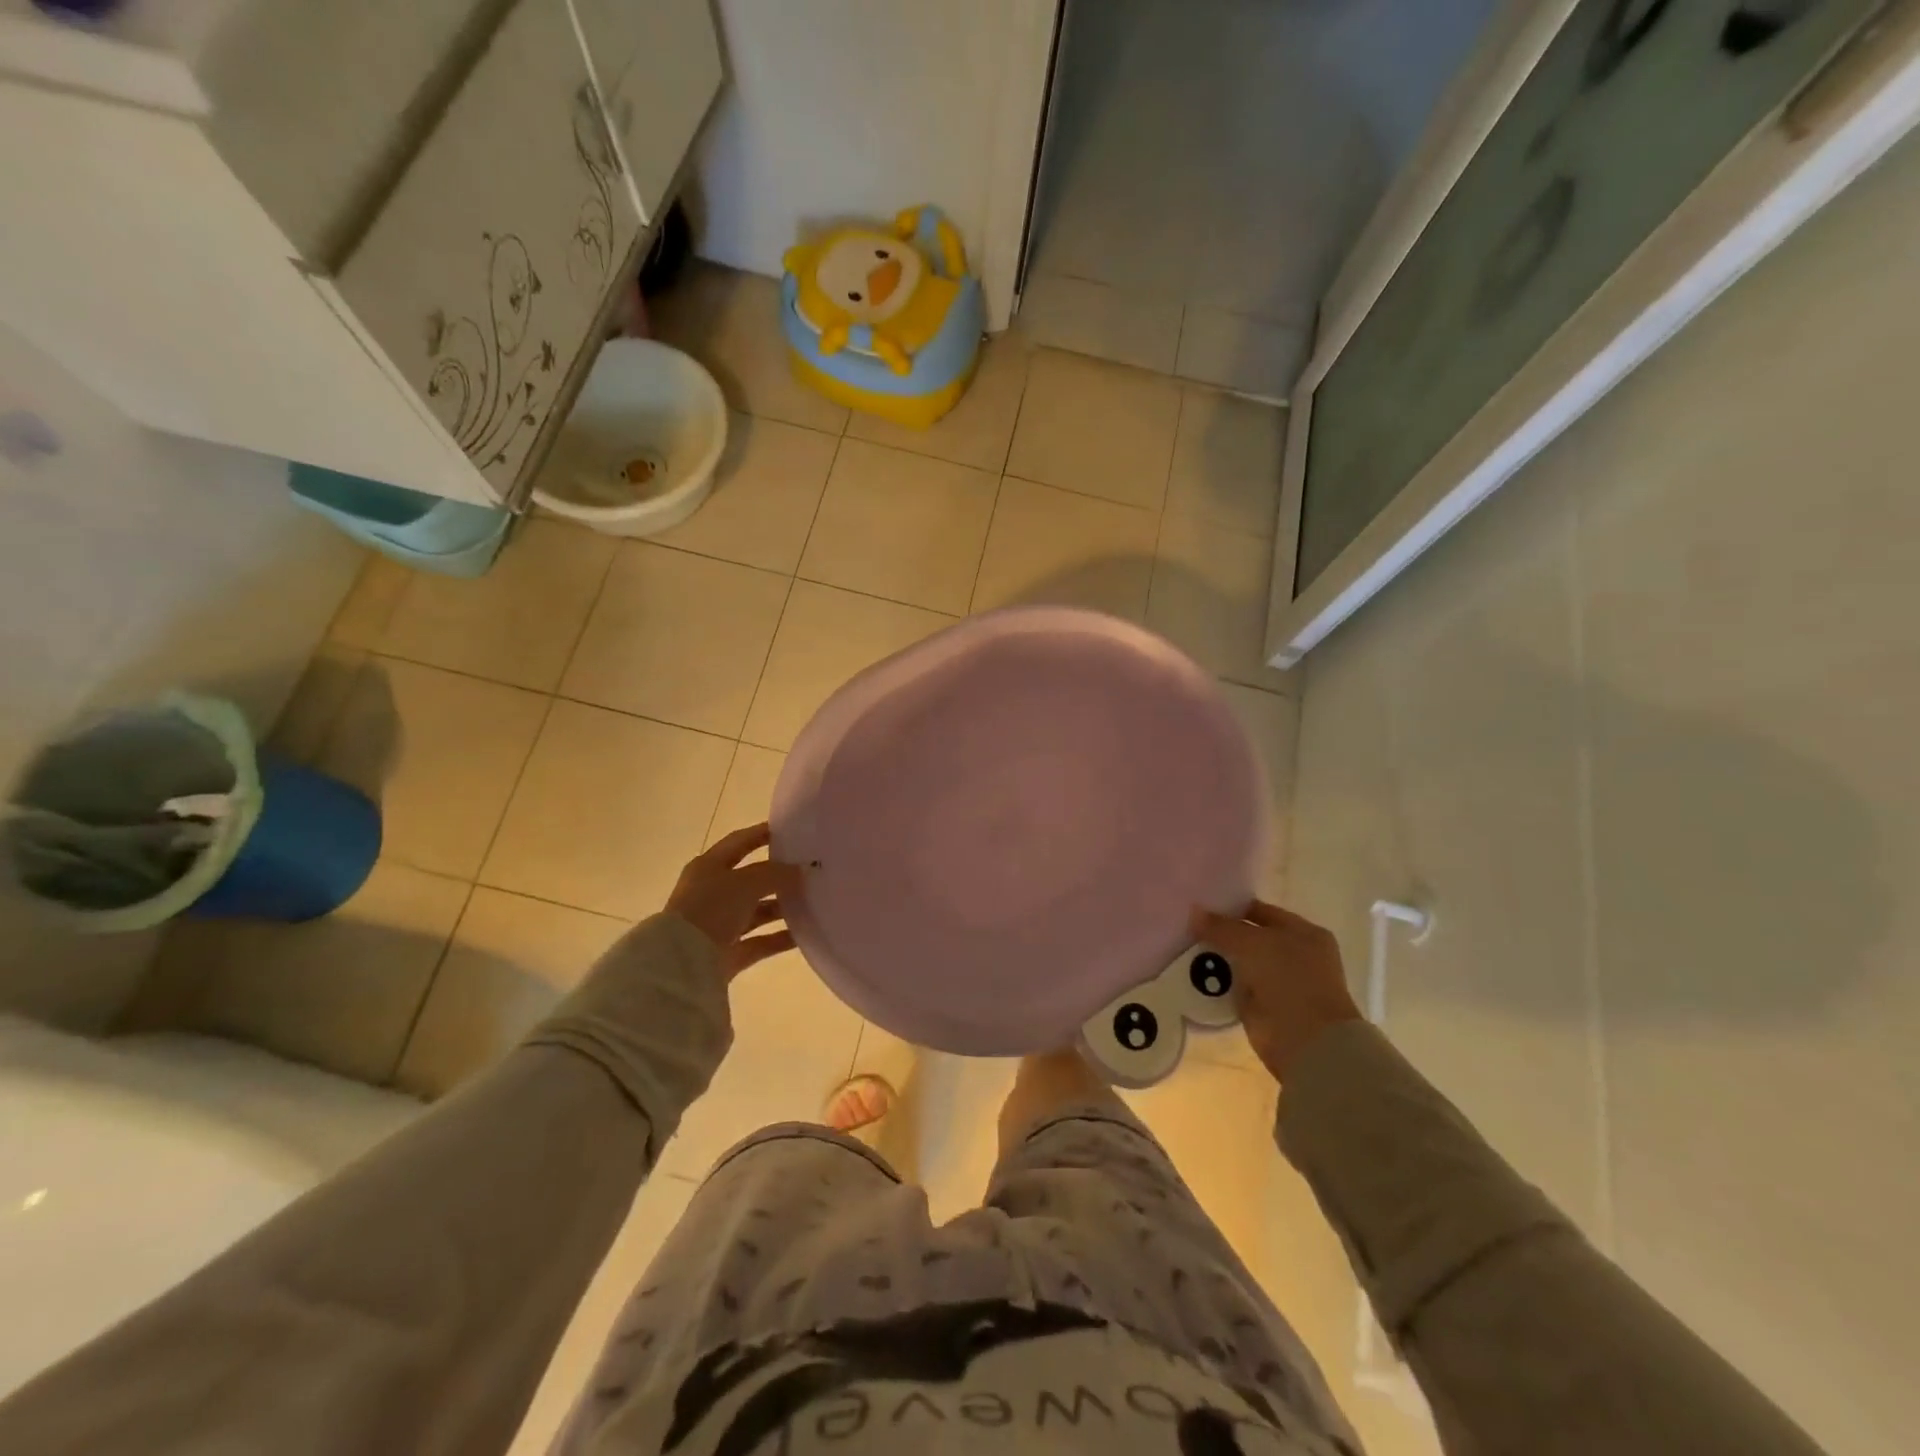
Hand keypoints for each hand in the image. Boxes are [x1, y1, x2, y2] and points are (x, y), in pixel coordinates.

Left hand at [666, 823, 802, 981]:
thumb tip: (802, 869)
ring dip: (782, 907)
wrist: (683, 962)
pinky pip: (760, 941)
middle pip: (751, 879)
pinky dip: (780, 938)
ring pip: (757, 911)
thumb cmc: (712, 908)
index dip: (762, 834)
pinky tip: (806, 934)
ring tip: (813, 902)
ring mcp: (719, 925)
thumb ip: (777, 873)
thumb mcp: (747, 882)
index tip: (791, 831)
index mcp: (709, 867)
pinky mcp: (728, 953)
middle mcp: (712, 893)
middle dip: (779, 875)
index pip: (739, 842)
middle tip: (809, 870)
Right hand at [1190, 899, 1360, 1082]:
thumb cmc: (1289, 980)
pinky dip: (1218, 982)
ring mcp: (1280, 983)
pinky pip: (1235, 987)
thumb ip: (1222, 927)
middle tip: (1187, 925)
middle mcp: (1295, 956)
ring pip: (1241, 963)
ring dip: (1218, 958)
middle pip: (1250, 938)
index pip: (1262, 912)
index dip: (1233, 908)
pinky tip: (1192, 973)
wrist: (1306, 1041)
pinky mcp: (1264, 1007)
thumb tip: (1195, 912)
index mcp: (1304, 933)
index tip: (1201, 906)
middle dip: (1222, 933)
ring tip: (1183, 946)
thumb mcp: (1253, 943)